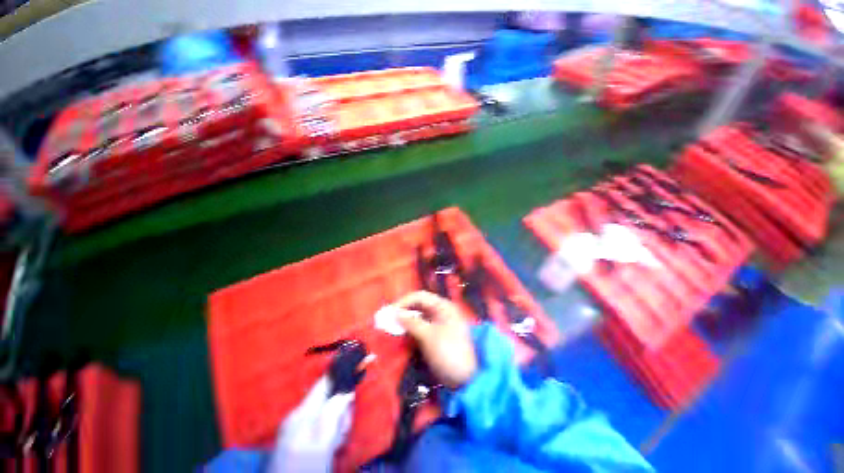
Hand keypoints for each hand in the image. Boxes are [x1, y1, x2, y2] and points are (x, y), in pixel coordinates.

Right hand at [393, 291, 477, 388]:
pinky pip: (422, 326)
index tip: (389, 312)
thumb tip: (395, 313)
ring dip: (406, 320)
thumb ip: (411, 322)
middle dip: (404, 310)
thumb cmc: (448, 353)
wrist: (467, 379)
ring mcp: (440, 323)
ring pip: (419, 316)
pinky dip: (412, 329)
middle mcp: (442, 311)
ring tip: (393, 327)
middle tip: (388, 320)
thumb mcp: (428, 336)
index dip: (404, 302)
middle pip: (419, 305)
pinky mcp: (437, 335)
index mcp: (443, 306)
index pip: (420, 296)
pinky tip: (403, 334)